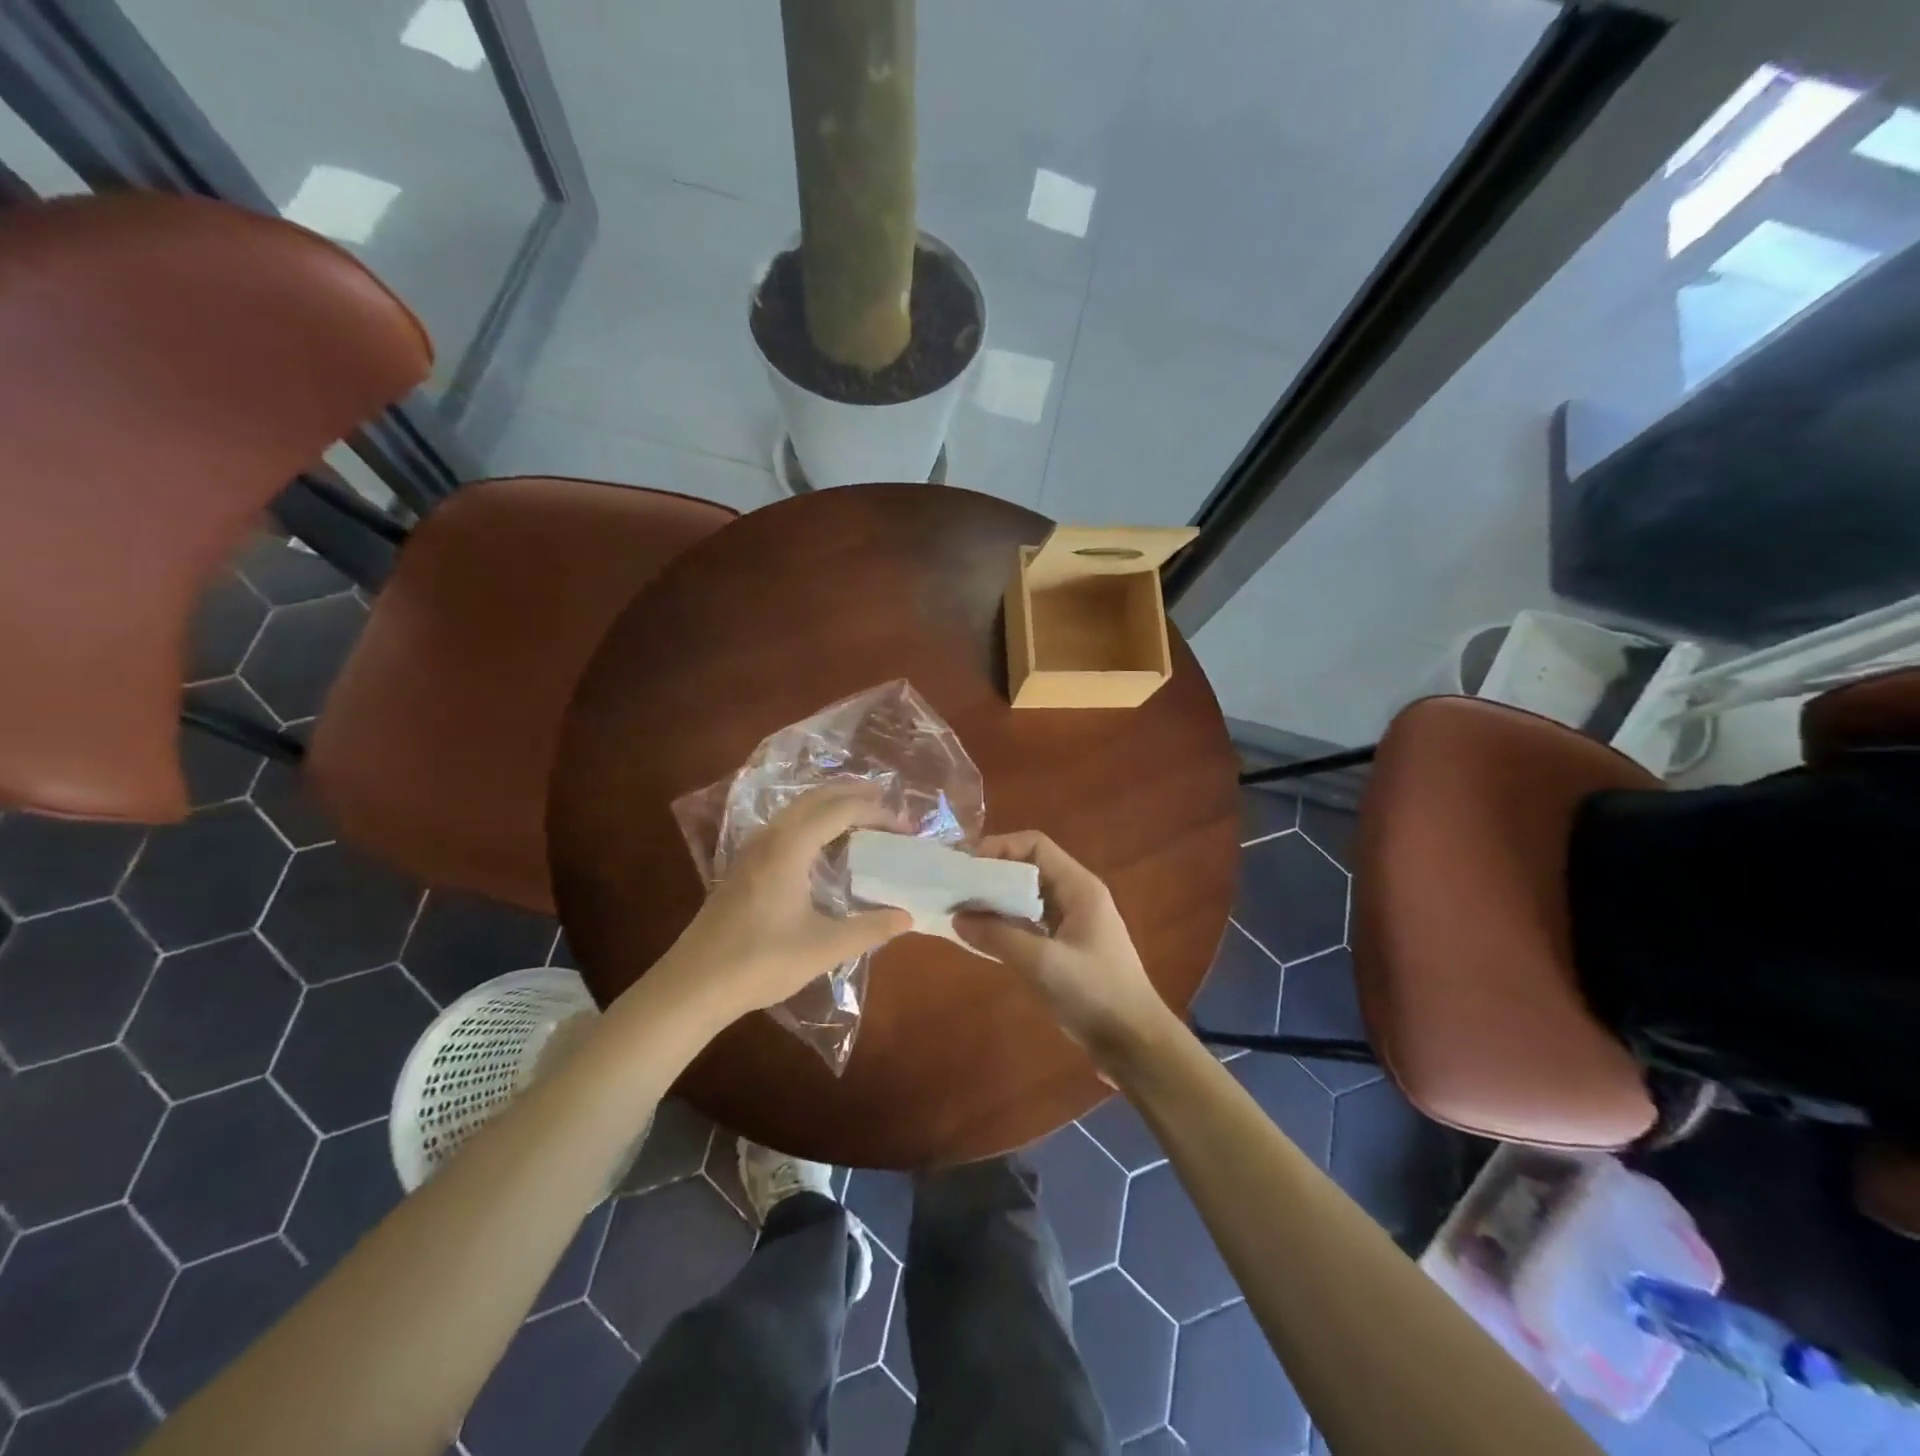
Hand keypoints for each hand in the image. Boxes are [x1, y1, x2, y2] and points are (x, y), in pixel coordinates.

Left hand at [651, 785, 911, 1027]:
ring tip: (860, 815)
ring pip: (795, 810)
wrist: (693, 985)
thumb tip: (907, 916)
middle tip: (886, 800)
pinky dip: (811, 821)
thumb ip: (869, 929)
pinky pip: (784, 826)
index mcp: (790, 847)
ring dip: (829, 805)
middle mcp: (769, 838)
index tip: (904, 825)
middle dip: (852, 793)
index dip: (875, 811)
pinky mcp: (742, 867)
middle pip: (815, 798)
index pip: (839, 810)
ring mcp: (751, 850)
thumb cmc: (760, 962)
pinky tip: (821, 845)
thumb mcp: (823, 948)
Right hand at [954, 832, 1175, 1069]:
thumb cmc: (1095, 994)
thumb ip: (999, 937)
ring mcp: (1072, 923)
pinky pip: (1030, 924)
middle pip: (1028, 869)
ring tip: (959, 911)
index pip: (1035, 846)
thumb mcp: (1043, 964)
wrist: (1136, 1044)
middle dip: (991, 875)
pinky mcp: (1066, 949)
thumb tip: (957, 917)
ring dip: (996, 901)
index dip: (998, 848)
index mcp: (1079, 888)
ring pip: (1027, 898)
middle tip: (954, 889)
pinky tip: (981, 938)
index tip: (965, 866)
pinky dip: (1005, 925)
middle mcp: (1076, 897)